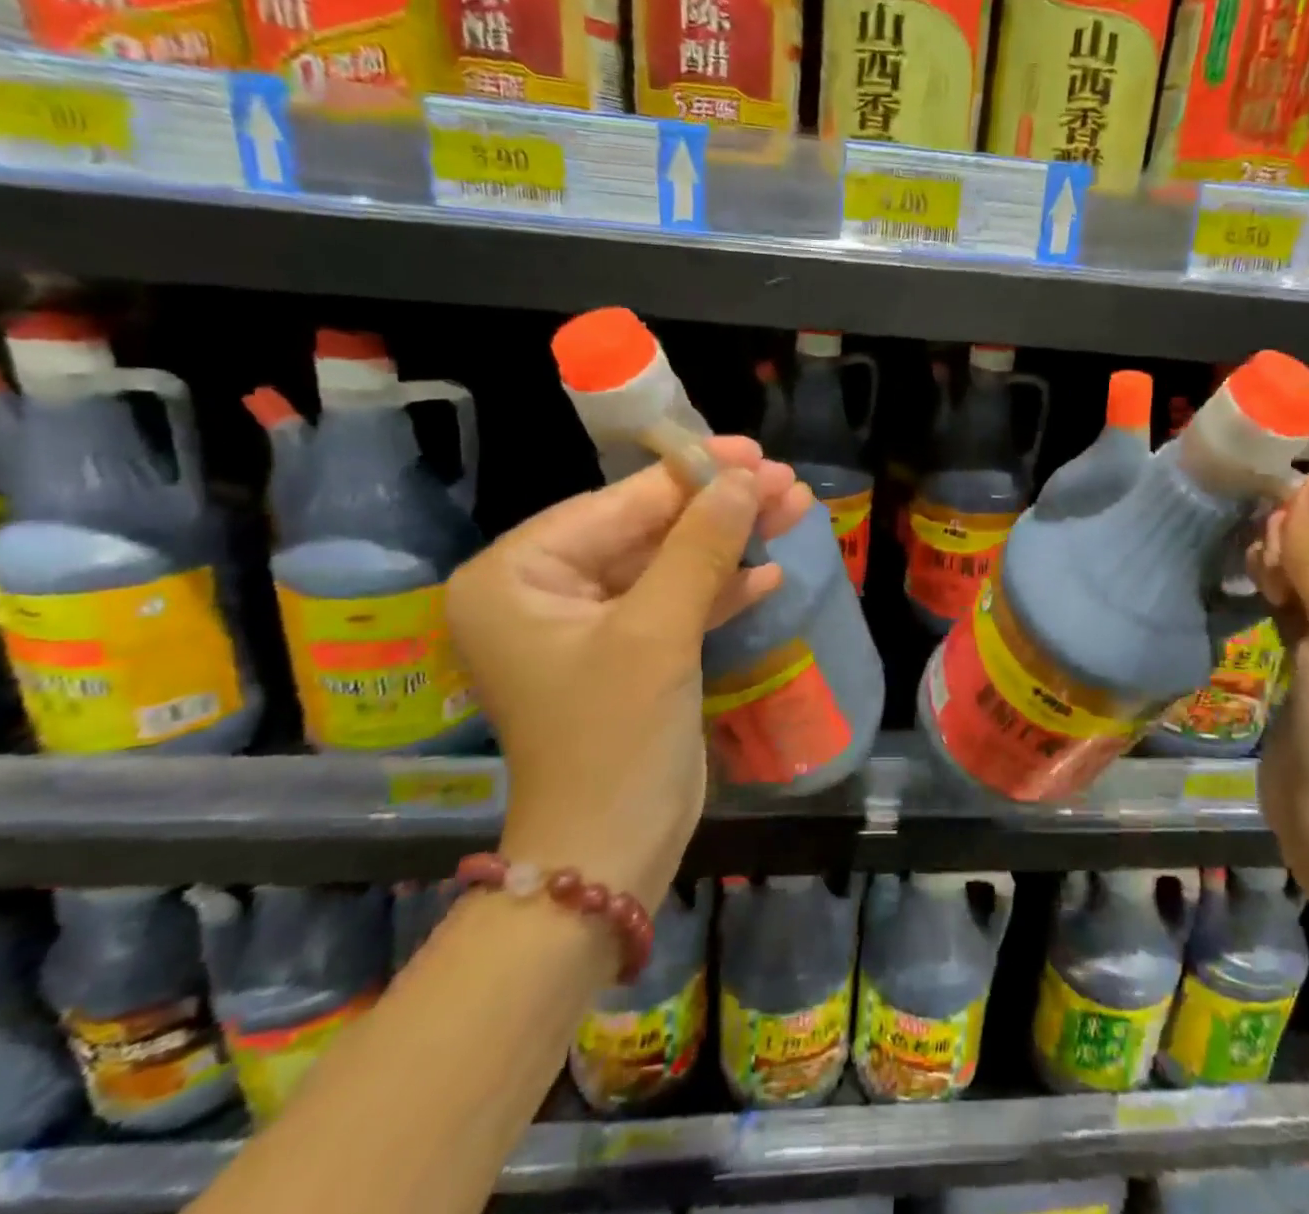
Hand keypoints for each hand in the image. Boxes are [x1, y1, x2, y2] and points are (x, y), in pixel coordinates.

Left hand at [445, 438, 813, 912]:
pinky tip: (768, 573)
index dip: (691, 476)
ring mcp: (586, 624)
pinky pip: (673, 603)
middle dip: (718, 510)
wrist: (611, 855)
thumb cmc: (615, 738)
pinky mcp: (625, 653)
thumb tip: (744, 478)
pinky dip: (719, 589)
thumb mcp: (659, 632)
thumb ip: (701, 546)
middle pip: (645, 530)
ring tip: (792, 511)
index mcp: (516, 576)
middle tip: (786, 483)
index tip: (755, 453)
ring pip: (667, 564)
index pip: (615, 505)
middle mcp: (542, 591)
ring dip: (729, 544)